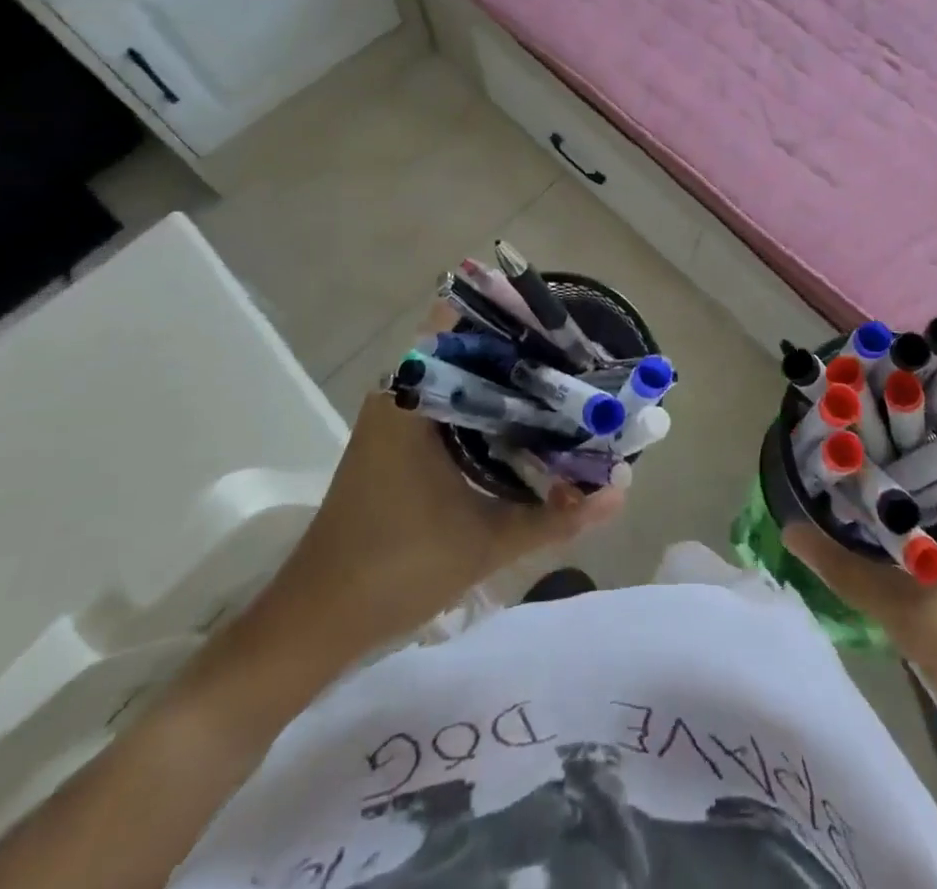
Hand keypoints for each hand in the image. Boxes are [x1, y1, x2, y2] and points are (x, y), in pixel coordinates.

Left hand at [254, 305, 624, 669]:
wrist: (315, 623)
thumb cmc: (394, 570)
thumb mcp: (485, 542)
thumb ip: (556, 516)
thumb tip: (621, 491)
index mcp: (412, 396)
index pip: (462, 321)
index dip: (512, 314)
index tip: (561, 322)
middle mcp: (401, 392)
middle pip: (469, 345)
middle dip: (522, 346)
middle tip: (578, 355)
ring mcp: (397, 416)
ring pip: (461, 374)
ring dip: (507, 375)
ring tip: (565, 380)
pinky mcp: (398, 440)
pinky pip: (452, 400)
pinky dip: (489, 402)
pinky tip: (527, 421)